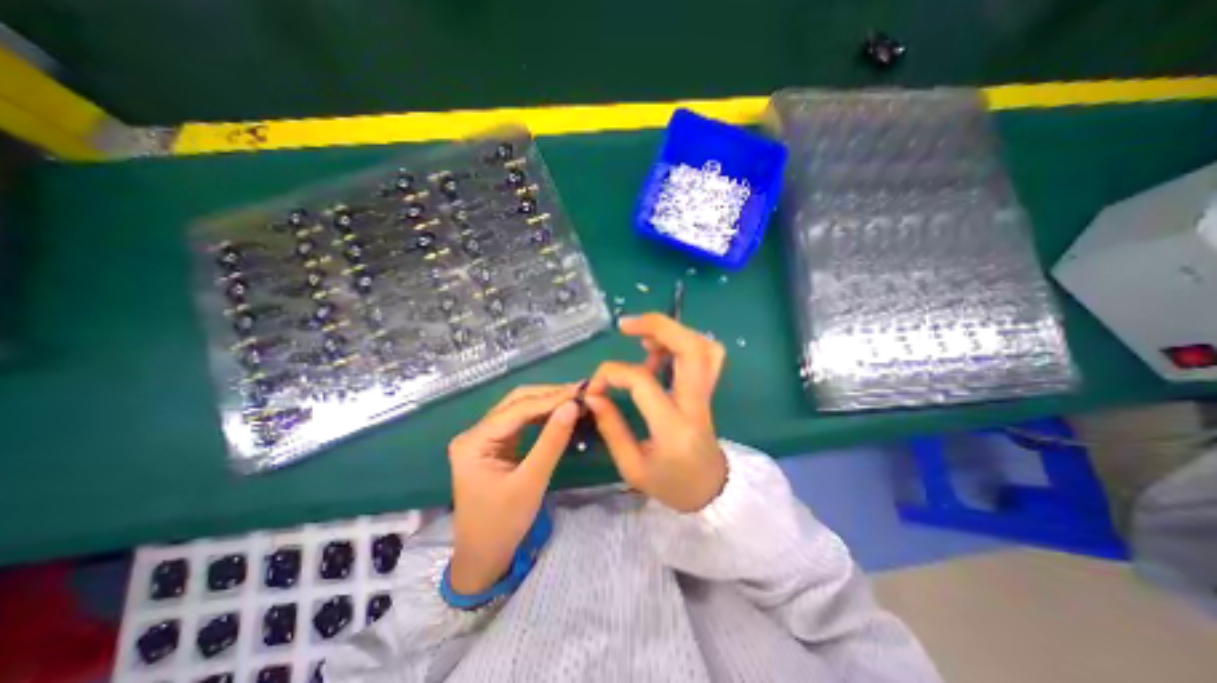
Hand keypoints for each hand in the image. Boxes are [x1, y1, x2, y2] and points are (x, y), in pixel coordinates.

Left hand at [446, 387, 577, 595]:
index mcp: (474, 441)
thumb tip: (573, 405)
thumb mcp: (531, 482)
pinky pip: (522, 423)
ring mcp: (484, 438)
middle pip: (516, 402)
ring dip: (548, 403)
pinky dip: (542, 416)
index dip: (551, 398)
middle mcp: (476, 432)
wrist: (483, 558)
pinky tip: (560, 414)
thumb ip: (552, 441)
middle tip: (581, 393)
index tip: (581, 392)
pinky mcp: (495, 445)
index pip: (518, 409)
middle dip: (549, 395)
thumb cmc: (503, 524)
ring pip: (520, 409)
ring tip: (575, 400)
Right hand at [586, 314, 725, 511]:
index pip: (643, 382)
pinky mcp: (707, 389)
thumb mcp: (631, 466)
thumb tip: (594, 394)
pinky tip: (658, 351)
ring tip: (642, 339)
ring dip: (671, 332)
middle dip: (657, 326)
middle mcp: (695, 404)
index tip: (596, 385)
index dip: (613, 373)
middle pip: (690, 348)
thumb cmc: (670, 484)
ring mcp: (706, 394)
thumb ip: (611, 427)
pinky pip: (705, 353)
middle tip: (626, 325)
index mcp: (673, 427)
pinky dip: (682, 341)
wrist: (710, 491)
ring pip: (702, 345)